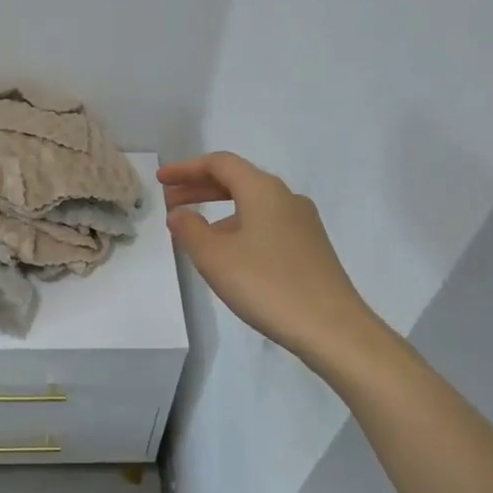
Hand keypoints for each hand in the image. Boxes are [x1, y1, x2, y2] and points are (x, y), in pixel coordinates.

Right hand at [158, 152, 374, 360]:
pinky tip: (228, 253)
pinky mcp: (311, 247)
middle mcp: (286, 197)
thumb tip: (179, 213)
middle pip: (237, 180)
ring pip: (252, 204)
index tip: (160, 181)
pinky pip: (266, 223)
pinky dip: (239, 226)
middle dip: (200, 187)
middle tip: (169, 201)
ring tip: (194, 232)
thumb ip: (190, 230)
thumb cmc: (267, 285)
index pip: (220, 163)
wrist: (333, 328)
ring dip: (219, 209)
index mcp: (263, 190)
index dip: (186, 169)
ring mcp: (303, 222)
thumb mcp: (215, 258)